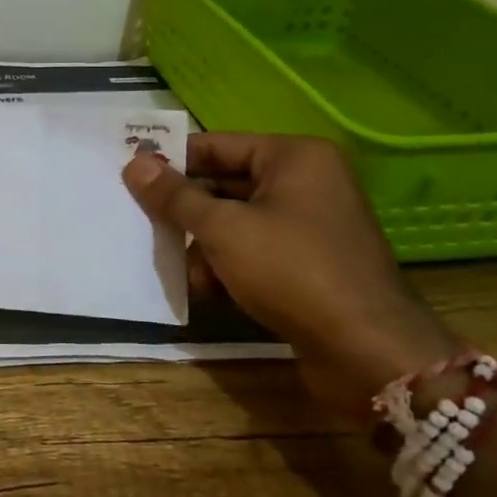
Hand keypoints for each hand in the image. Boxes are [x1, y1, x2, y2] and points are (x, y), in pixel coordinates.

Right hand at [122, 133, 457, 421]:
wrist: (366, 351)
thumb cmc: (291, 271)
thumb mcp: (222, 229)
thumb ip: (174, 196)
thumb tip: (134, 163)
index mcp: (294, 158)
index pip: (216, 145)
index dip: (172, 161)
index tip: (130, 177)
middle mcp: (306, 182)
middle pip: (224, 185)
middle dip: (187, 213)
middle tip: (147, 227)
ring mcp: (310, 225)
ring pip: (235, 222)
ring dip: (204, 247)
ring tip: (190, 275)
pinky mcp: (309, 263)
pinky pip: (254, 250)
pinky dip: (228, 266)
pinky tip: (211, 291)